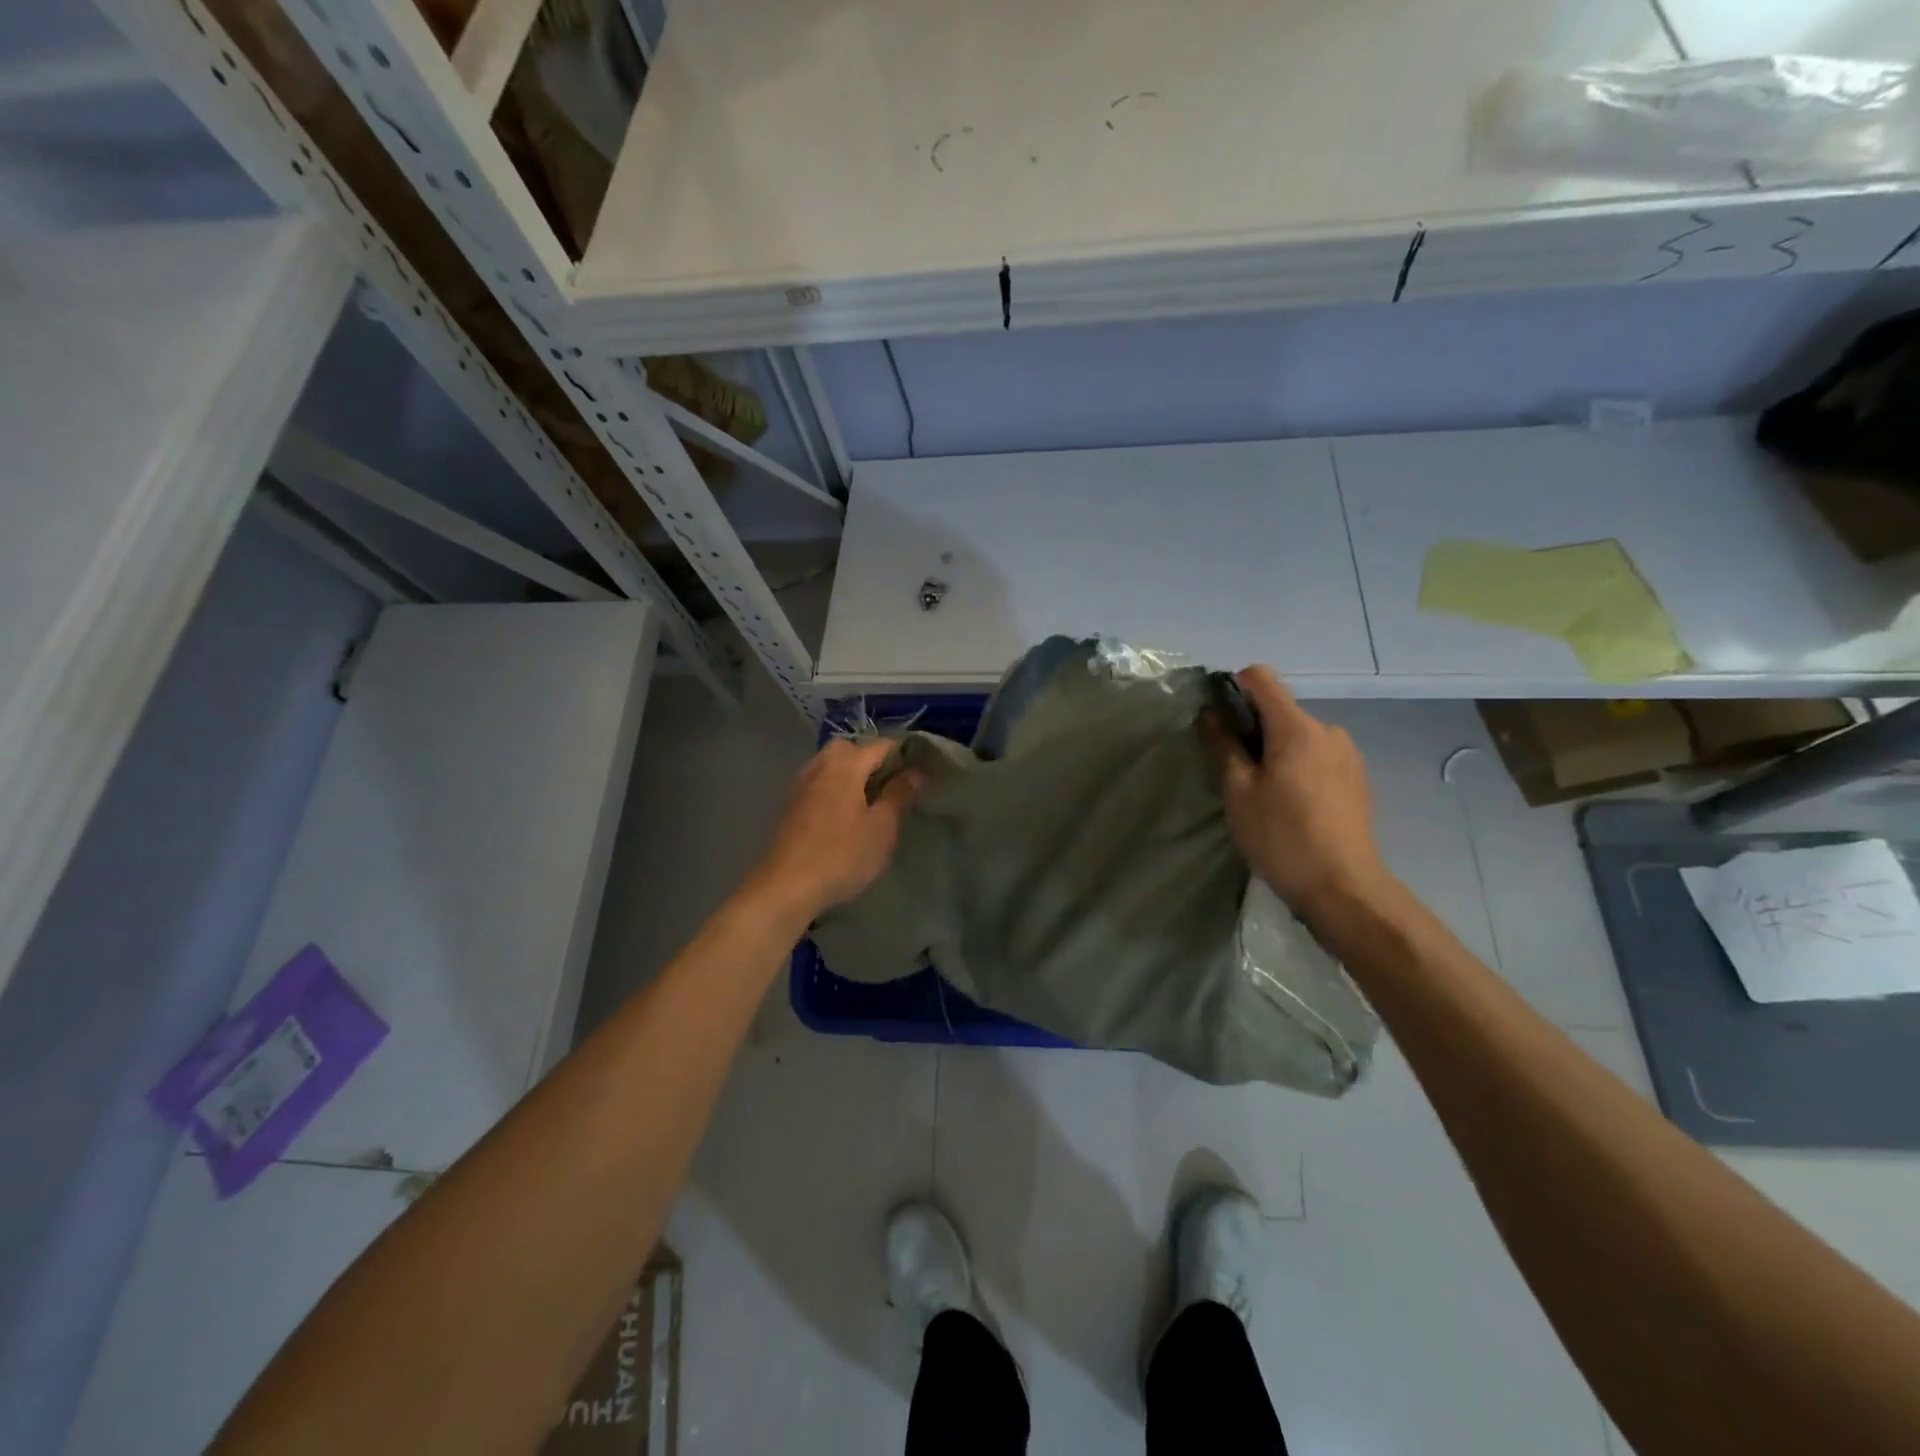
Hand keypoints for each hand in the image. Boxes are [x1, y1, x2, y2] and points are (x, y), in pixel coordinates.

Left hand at [745, 738, 922, 921]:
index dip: (904, 755)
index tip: (921, 774)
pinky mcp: (789, 805)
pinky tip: (843, 816)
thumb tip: (916, 771)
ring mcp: (800, 784)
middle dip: (872, 761)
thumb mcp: (882, 828)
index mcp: (846, 764)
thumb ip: (899, 795)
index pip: (882, 745)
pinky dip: (834, 789)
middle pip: (850, 749)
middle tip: (891, 787)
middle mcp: (820, 765)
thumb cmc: (841, 855)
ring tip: (869, 803)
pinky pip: (818, 783)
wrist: (784, 888)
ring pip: (831, 765)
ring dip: (851, 775)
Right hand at [1207, 667, 1392, 916]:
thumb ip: (1223, 744)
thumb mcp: (1238, 791)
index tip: (1217, 721)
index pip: (1261, 678)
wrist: (1343, 887)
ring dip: (1276, 750)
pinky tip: (1291, 804)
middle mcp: (1327, 730)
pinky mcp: (1357, 777)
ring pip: (1299, 735)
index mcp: (1297, 727)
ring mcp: (1348, 754)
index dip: (1233, 688)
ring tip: (1263, 792)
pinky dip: (1298, 766)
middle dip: (1253, 728)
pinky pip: (1318, 756)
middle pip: (1280, 709)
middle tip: (1234, 770)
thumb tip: (1210, 712)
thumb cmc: (1282, 836)